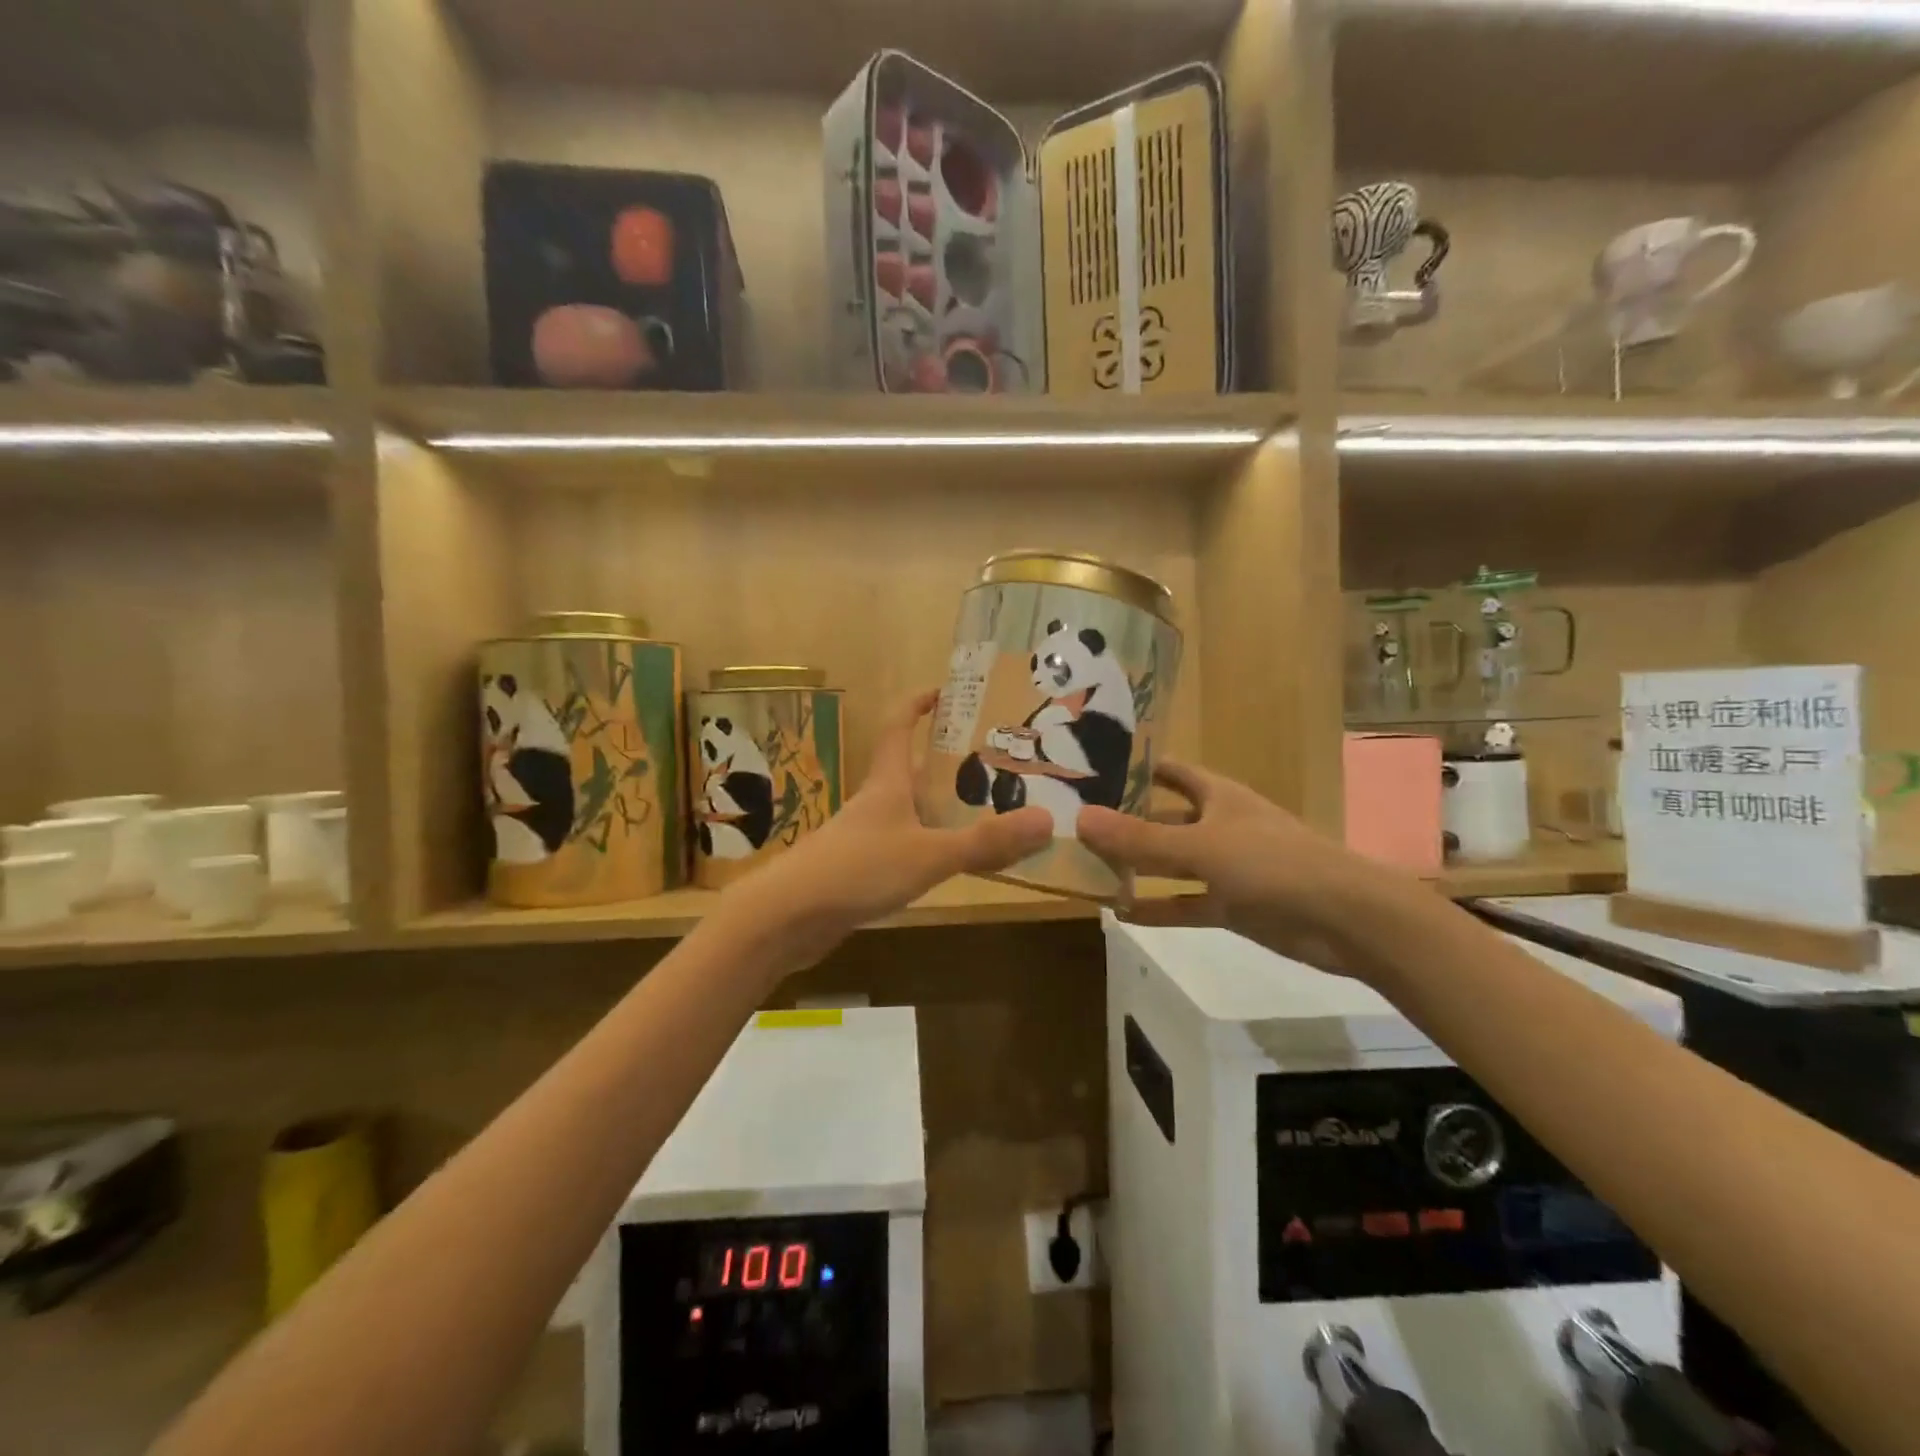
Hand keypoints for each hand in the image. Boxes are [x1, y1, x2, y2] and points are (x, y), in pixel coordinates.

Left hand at [722, 689, 1051, 971]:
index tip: (945, 690)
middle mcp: (876, 802)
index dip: (918, 704)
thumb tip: (1047, 821)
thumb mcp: (928, 854)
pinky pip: (905, 846)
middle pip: (912, 770)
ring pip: (910, 811)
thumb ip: (984, 842)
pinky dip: (931, 846)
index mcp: (888, 783)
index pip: (899, 727)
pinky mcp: (860, 870)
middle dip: (948, 762)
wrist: (788, 918)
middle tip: (995, 762)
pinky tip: (951, 862)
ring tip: (988, 810)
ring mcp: (865, 837)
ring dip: (942, 807)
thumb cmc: (857, 869)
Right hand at [1076, 760, 1415, 977]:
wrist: (1347, 920)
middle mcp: (1217, 824)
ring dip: (1136, 866)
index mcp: (1216, 795)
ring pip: (1170, 862)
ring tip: (1085, 868)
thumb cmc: (1274, 864)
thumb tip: (1080, 819)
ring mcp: (1225, 866)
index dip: (1131, 768)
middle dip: (1124, 820)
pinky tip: (1119, 914)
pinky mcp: (1232, 905)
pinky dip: (1157, 907)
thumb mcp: (1201, 847)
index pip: (1167, 770)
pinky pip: (1184, 903)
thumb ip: (1140, 838)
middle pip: (1162, 817)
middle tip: (1072, 824)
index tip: (1085, 770)